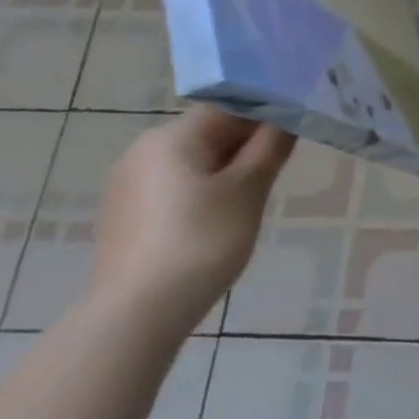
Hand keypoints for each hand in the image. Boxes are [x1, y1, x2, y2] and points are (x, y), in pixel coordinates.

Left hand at [89, 105, 295, 334]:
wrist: (138, 310)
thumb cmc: (202, 239)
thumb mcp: (250, 189)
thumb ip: (271, 146)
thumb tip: (287, 118)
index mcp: (171, 137)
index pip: (229, 107)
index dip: (266, 116)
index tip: (295, 135)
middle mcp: (142, 151)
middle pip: (209, 133)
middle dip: (246, 147)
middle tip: (278, 171)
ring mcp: (128, 184)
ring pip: (192, 162)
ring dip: (226, 171)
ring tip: (250, 200)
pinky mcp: (124, 214)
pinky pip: (174, 187)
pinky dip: (201, 193)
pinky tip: (216, 222)